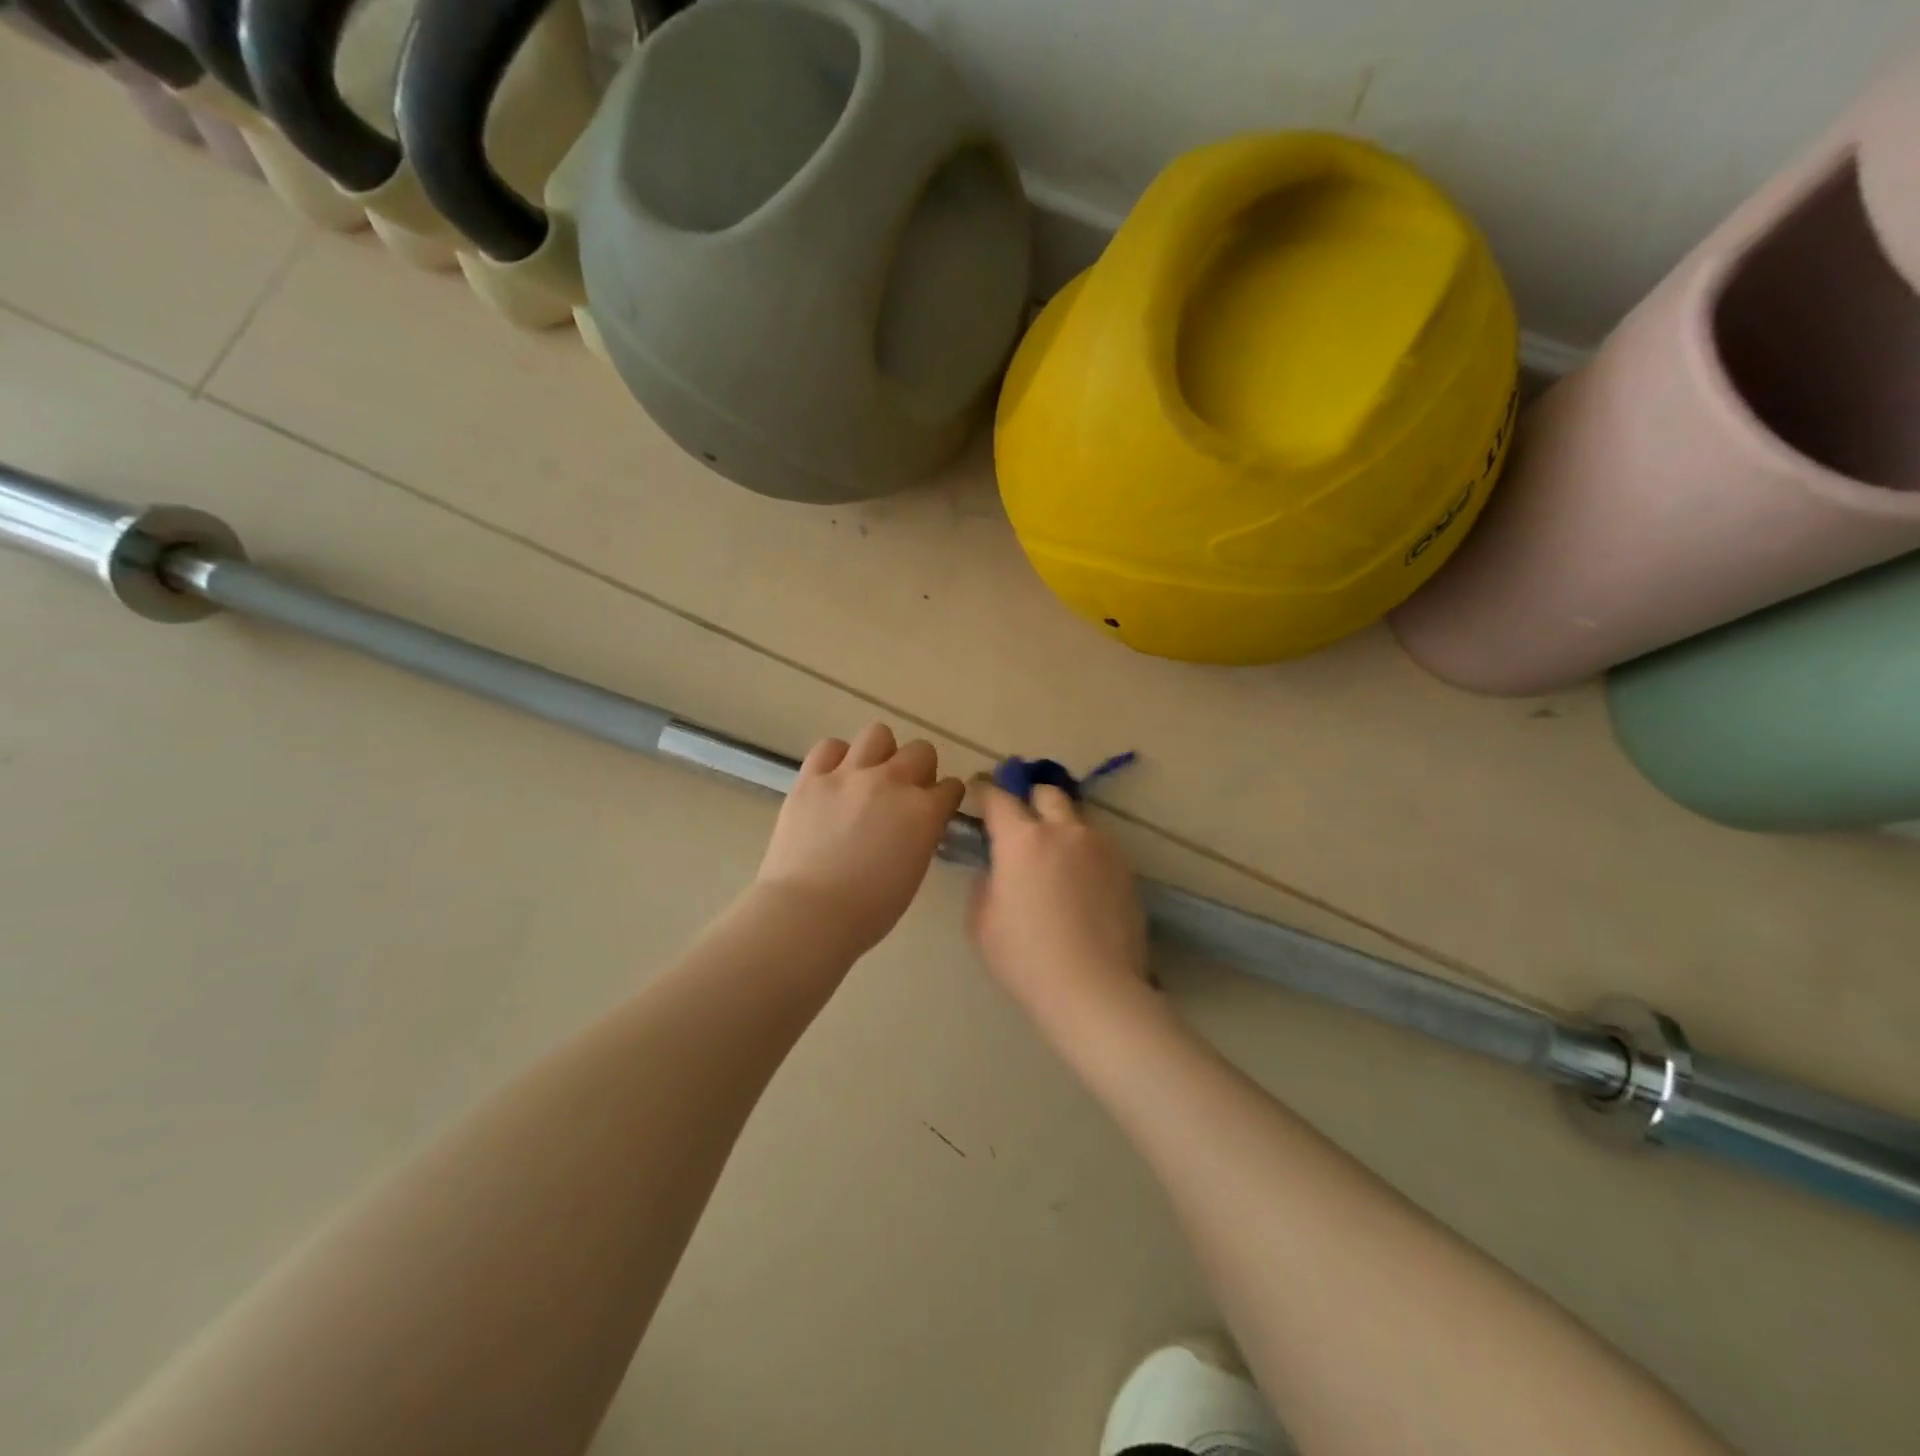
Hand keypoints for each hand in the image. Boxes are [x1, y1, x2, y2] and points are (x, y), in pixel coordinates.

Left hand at [755, 723, 965, 957]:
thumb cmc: (869, 910)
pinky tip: (834, 778)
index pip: (951, 787)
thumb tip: (918, 823)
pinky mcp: (812, 778)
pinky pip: (830, 746)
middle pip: (920, 751)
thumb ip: (921, 836)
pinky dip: (836, 758)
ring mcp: (849, 775)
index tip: (939, 806)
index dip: (946, 796)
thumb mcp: (913, 872)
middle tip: (905, 791)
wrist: (809, 912)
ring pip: (877, 734)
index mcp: (924, 811)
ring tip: (869, 776)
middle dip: (920, 768)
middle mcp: (892, 782)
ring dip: (881, 753)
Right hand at [969, 784, 1152, 1033]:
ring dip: (1060, 827)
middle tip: (1021, 825)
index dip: (986, 791)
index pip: (998, 797)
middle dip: (1030, 800)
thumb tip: (998, 868)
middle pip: (1046, 793)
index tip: (980, 793)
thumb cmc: (1026, 959)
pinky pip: (1098, 846)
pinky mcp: (1125, 867)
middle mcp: (1063, 830)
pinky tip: (1080, 885)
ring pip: (1076, 819)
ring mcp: (1100, 846)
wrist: (1094, 990)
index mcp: (1021, 840)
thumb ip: (986, 882)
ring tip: (1055, 860)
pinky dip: (1083, 853)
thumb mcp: (982, 922)